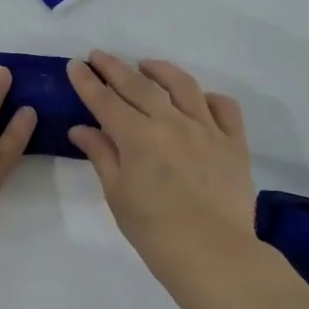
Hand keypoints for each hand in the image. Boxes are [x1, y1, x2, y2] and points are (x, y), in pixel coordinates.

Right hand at [66, 52, 258, 299]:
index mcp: (138, 136)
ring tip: (146, 65)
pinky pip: (223, 107)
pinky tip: (196, 99)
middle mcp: (171, 122)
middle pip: (138, 85)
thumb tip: (81, 129)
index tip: (75, 64)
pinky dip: (208, 97)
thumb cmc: (155, 231)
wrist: (213, 254)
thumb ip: (102, 155)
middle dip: (114, 67)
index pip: (105, 100)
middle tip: (98, 55)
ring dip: (160, 70)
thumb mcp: (118, 194)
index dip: (88, 81)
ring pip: (183, 85)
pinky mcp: (233, 142)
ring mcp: (206, 129)